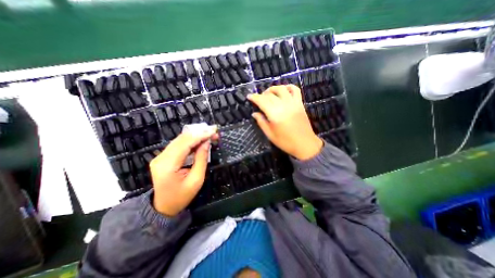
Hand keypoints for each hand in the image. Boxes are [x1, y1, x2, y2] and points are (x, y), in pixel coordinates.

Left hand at [149, 127, 216, 215]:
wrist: (163, 207)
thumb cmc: (181, 197)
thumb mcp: (196, 180)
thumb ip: (201, 159)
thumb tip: (206, 143)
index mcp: (168, 165)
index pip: (185, 144)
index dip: (200, 135)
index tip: (213, 131)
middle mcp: (161, 158)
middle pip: (181, 139)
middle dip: (199, 133)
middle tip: (214, 132)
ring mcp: (160, 157)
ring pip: (179, 140)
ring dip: (195, 136)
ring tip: (209, 135)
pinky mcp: (162, 157)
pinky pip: (178, 145)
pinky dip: (190, 141)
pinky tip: (200, 141)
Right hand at [248, 85, 325, 160]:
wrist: (305, 144)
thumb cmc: (285, 142)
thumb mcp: (270, 134)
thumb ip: (261, 122)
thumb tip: (254, 113)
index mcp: (275, 114)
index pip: (262, 101)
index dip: (254, 97)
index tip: (249, 96)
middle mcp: (283, 105)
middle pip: (270, 94)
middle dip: (262, 95)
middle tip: (258, 100)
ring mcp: (293, 103)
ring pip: (281, 89)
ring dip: (273, 89)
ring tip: (269, 94)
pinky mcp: (300, 104)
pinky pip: (295, 90)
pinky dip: (288, 87)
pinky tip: (283, 91)